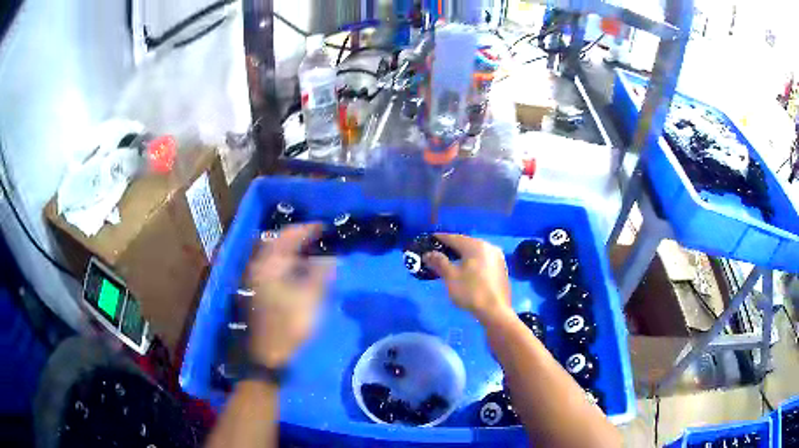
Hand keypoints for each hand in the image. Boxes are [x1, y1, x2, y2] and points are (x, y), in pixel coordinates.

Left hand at [247, 224, 335, 367]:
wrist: (268, 355)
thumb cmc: (289, 325)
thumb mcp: (310, 298)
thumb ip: (321, 273)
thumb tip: (331, 257)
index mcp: (269, 265)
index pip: (287, 236)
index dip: (308, 229)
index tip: (326, 227)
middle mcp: (259, 267)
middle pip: (278, 243)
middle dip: (299, 238)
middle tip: (320, 237)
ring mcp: (256, 280)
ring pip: (276, 256)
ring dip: (294, 251)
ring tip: (315, 252)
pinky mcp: (259, 292)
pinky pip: (275, 269)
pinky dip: (289, 264)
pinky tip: (302, 271)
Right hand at [423, 234, 512, 323]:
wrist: (495, 311)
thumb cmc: (471, 292)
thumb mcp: (451, 277)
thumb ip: (439, 262)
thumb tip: (428, 253)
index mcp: (476, 246)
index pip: (454, 238)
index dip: (441, 238)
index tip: (430, 239)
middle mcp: (489, 247)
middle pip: (466, 243)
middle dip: (452, 246)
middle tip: (439, 250)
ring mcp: (497, 257)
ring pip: (476, 251)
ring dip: (463, 254)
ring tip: (451, 259)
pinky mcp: (501, 268)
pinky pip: (483, 259)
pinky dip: (473, 261)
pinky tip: (467, 268)